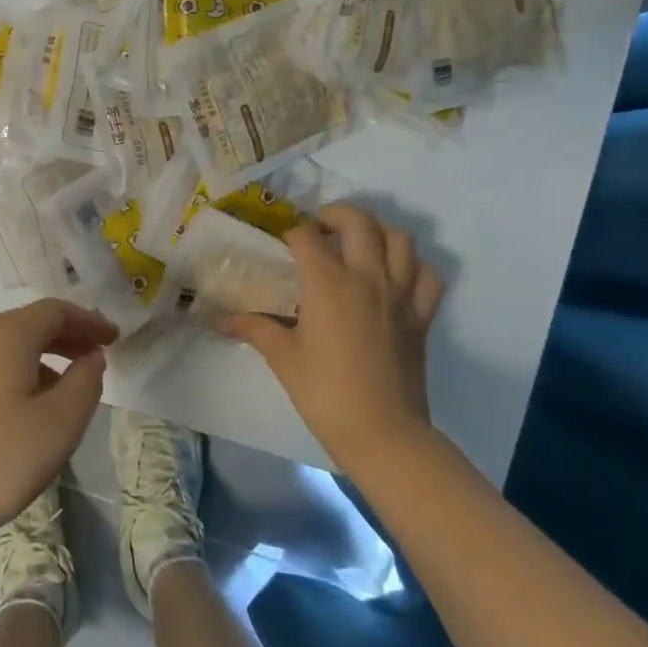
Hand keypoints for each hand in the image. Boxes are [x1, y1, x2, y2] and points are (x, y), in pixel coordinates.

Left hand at [0, 299, 115, 558]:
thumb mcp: (59, 424)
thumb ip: (85, 383)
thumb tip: (91, 358)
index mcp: (5, 335)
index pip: (54, 310)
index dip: (88, 320)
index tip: (115, 339)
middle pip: (28, 324)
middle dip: (66, 336)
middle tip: (96, 357)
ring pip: (6, 348)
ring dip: (43, 358)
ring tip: (69, 388)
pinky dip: (18, 375)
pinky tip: (27, 410)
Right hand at [222, 204, 443, 475]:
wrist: (382, 431)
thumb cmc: (324, 392)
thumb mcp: (282, 357)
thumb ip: (254, 328)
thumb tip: (221, 320)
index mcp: (328, 284)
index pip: (307, 237)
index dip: (291, 233)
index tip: (281, 243)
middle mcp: (367, 278)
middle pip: (358, 222)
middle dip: (336, 215)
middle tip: (319, 228)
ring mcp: (400, 294)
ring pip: (400, 239)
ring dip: (378, 232)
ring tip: (358, 244)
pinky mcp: (421, 316)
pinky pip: (427, 276)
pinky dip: (413, 266)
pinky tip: (395, 275)